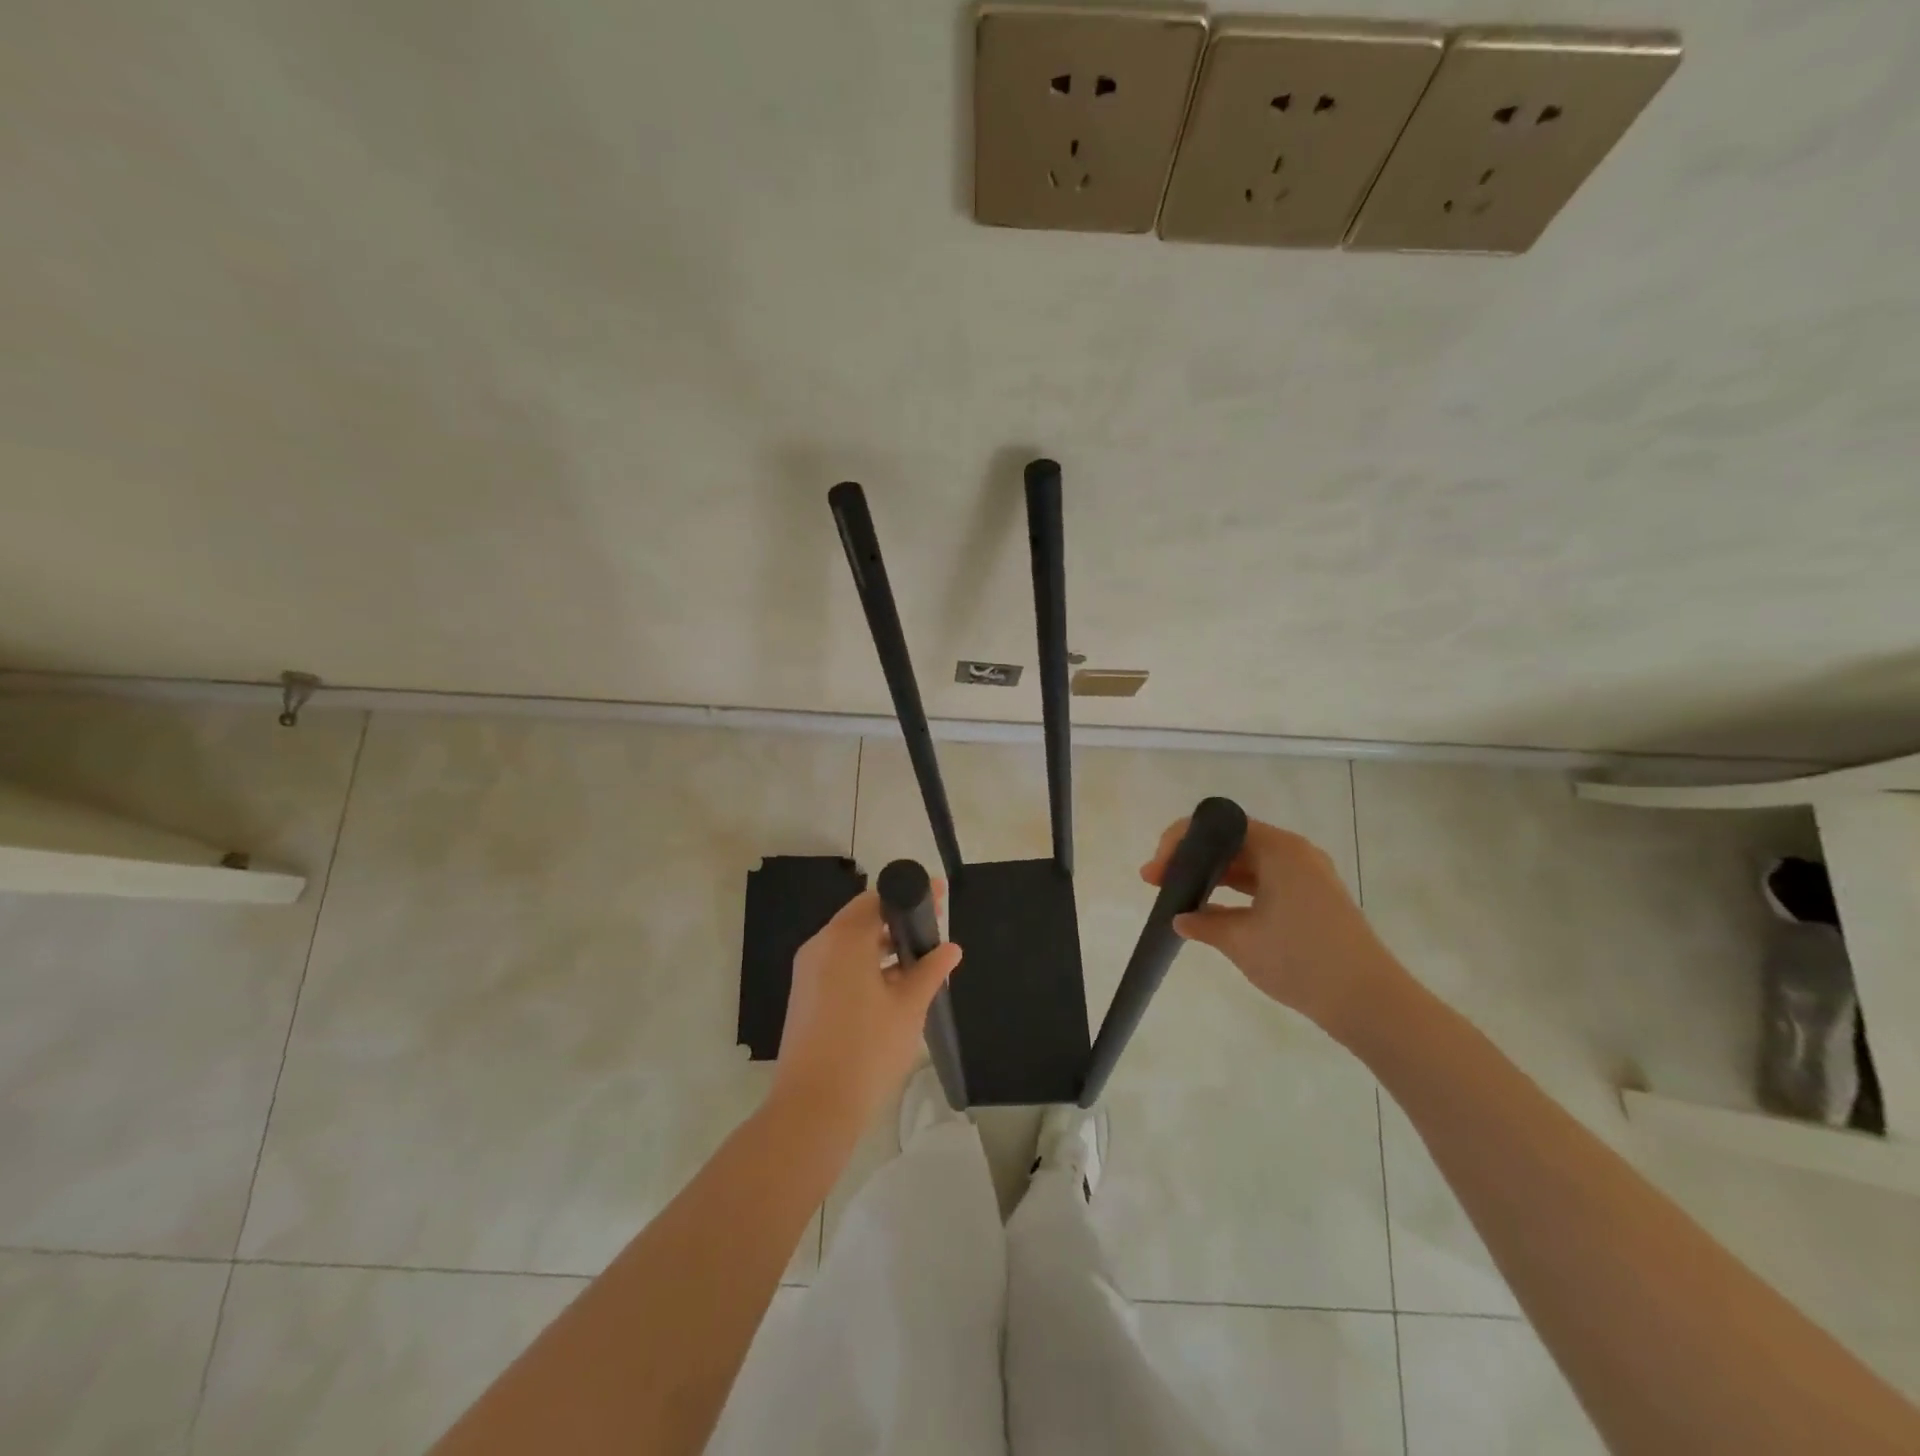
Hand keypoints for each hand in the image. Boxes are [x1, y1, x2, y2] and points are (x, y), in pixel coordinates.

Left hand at [773, 888, 962, 1130]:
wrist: (813, 1108)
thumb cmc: (867, 1049)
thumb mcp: (909, 1007)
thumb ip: (931, 970)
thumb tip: (950, 948)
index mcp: (844, 939)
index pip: (878, 899)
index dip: (910, 896)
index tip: (938, 898)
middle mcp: (820, 946)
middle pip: (862, 918)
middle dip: (898, 921)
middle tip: (933, 929)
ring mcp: (808, 972)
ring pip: (850, 943)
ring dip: (882, 945)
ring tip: (919, 959)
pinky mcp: (806, 996)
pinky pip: (839, 965)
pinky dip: (865, 965)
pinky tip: (893, 985)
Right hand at [1141, 815, 1406, 1037]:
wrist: (1369, 1002)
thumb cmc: (1301, 960)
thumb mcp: (1241, 941)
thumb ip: (1203, 924)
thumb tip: (1181, 919)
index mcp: (1279, 849)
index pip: (1217, 826)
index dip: (1180, 843)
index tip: (1156, 872)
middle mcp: (1294, 853)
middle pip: (1231, 841)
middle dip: (1191, 859)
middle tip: (1158, 882)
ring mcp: (1307, 876)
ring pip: (1247, 863)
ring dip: (1212, 876)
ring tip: (1179, 896)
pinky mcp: (1313, 899)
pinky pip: (1264, 882)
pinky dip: (1236, 892)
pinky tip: (1212, 912)